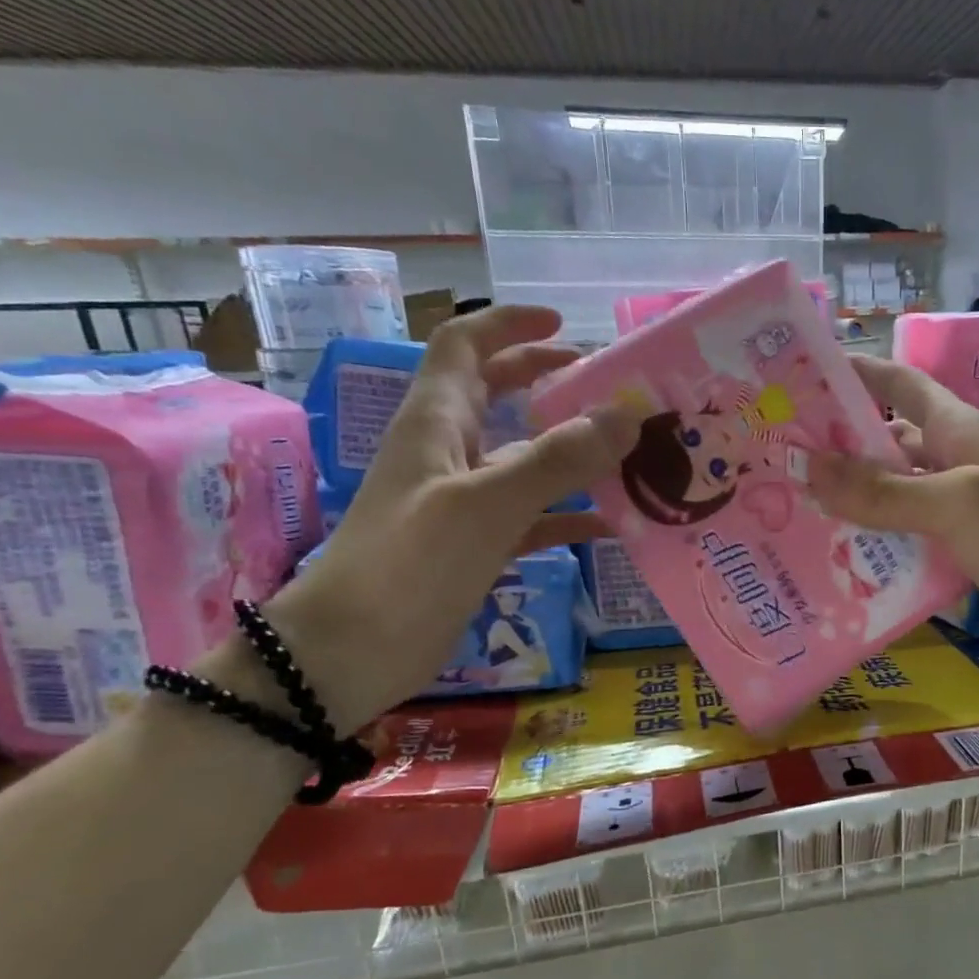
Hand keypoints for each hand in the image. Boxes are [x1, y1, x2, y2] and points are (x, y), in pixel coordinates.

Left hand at [238, 306, 621, 728]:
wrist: (350, 653)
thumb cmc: (408, 565)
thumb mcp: (486, 505)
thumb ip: (558, 460)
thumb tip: (627, 415)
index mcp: (437, 422)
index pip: (466, 346)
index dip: (510, 325)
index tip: (564, 325)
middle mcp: (449, 452)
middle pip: (498, 396)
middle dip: (548, 382)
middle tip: (608, 387)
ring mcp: (463, 502)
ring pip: (523, 459)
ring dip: (571, 452)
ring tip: (627, 453)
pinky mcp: (476, 546)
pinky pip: (532, 517)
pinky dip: (569, 515)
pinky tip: (611, 525)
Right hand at [807, 356, 978, 663]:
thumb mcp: (957, 502)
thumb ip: (885, 489)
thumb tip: (808, 465)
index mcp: (958, 430)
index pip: (900, 384)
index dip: (856, 373)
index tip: (800, 376)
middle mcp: (953, 462)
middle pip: (886, 442)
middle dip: (837, 446)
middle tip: (776, 458)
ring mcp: (957, 510)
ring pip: (892, 495)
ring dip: (849, 500)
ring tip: (789, 509)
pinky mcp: (958, 552)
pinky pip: (906, 538)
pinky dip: (873, 543)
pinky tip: (833, 559)